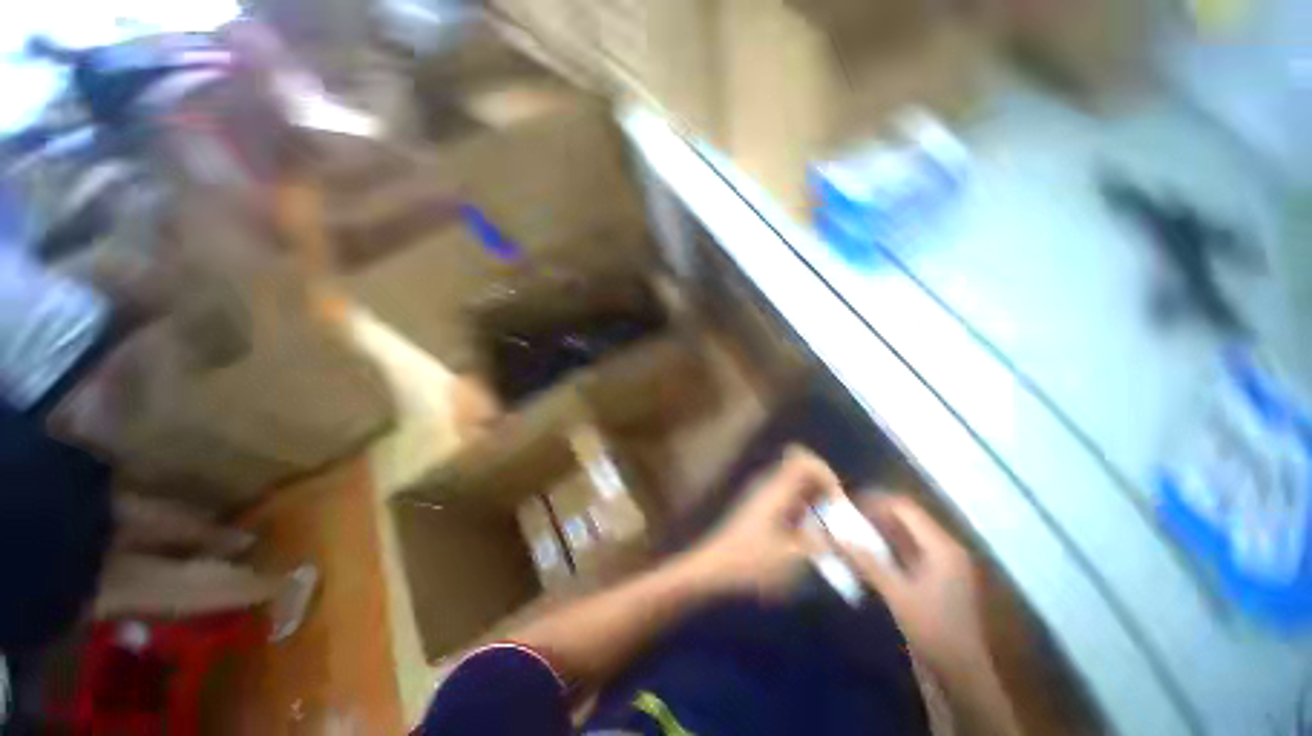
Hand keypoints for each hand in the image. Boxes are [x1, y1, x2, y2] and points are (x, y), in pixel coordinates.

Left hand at [683, 446, 842, 598]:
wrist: (713, 568)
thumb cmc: (750, 563)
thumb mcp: (791, 559)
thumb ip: (824, 545)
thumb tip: (851, 537)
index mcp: (776, 490)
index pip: (804, 461)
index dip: (826, 475)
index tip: (838, 503)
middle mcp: (769, 487)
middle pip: (803, 473)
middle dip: (825, 492)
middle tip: (837, 522)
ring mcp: (763, 497)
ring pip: (797, 488)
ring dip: (816, 505)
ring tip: (826, 535)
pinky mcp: (760, 510)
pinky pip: (789, 500)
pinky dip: (804, 514)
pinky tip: (807, 541)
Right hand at [839, 494, 988, 673]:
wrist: (961, 677)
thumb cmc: (934, 631)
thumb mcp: (898, 595)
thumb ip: (866, 562)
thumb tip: (834, 535)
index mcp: (942, 547)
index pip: (905, 508)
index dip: (875, 501)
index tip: (847, 504)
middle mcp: (943, 549)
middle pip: (905, 519)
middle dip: (874, 515)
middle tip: (843, 517)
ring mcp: (940, 566)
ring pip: (904, 536)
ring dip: (877, 532)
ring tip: (848, 532)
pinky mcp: (932, 580)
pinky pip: (905, 553)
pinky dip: (884, 549)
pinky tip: (864, 555)